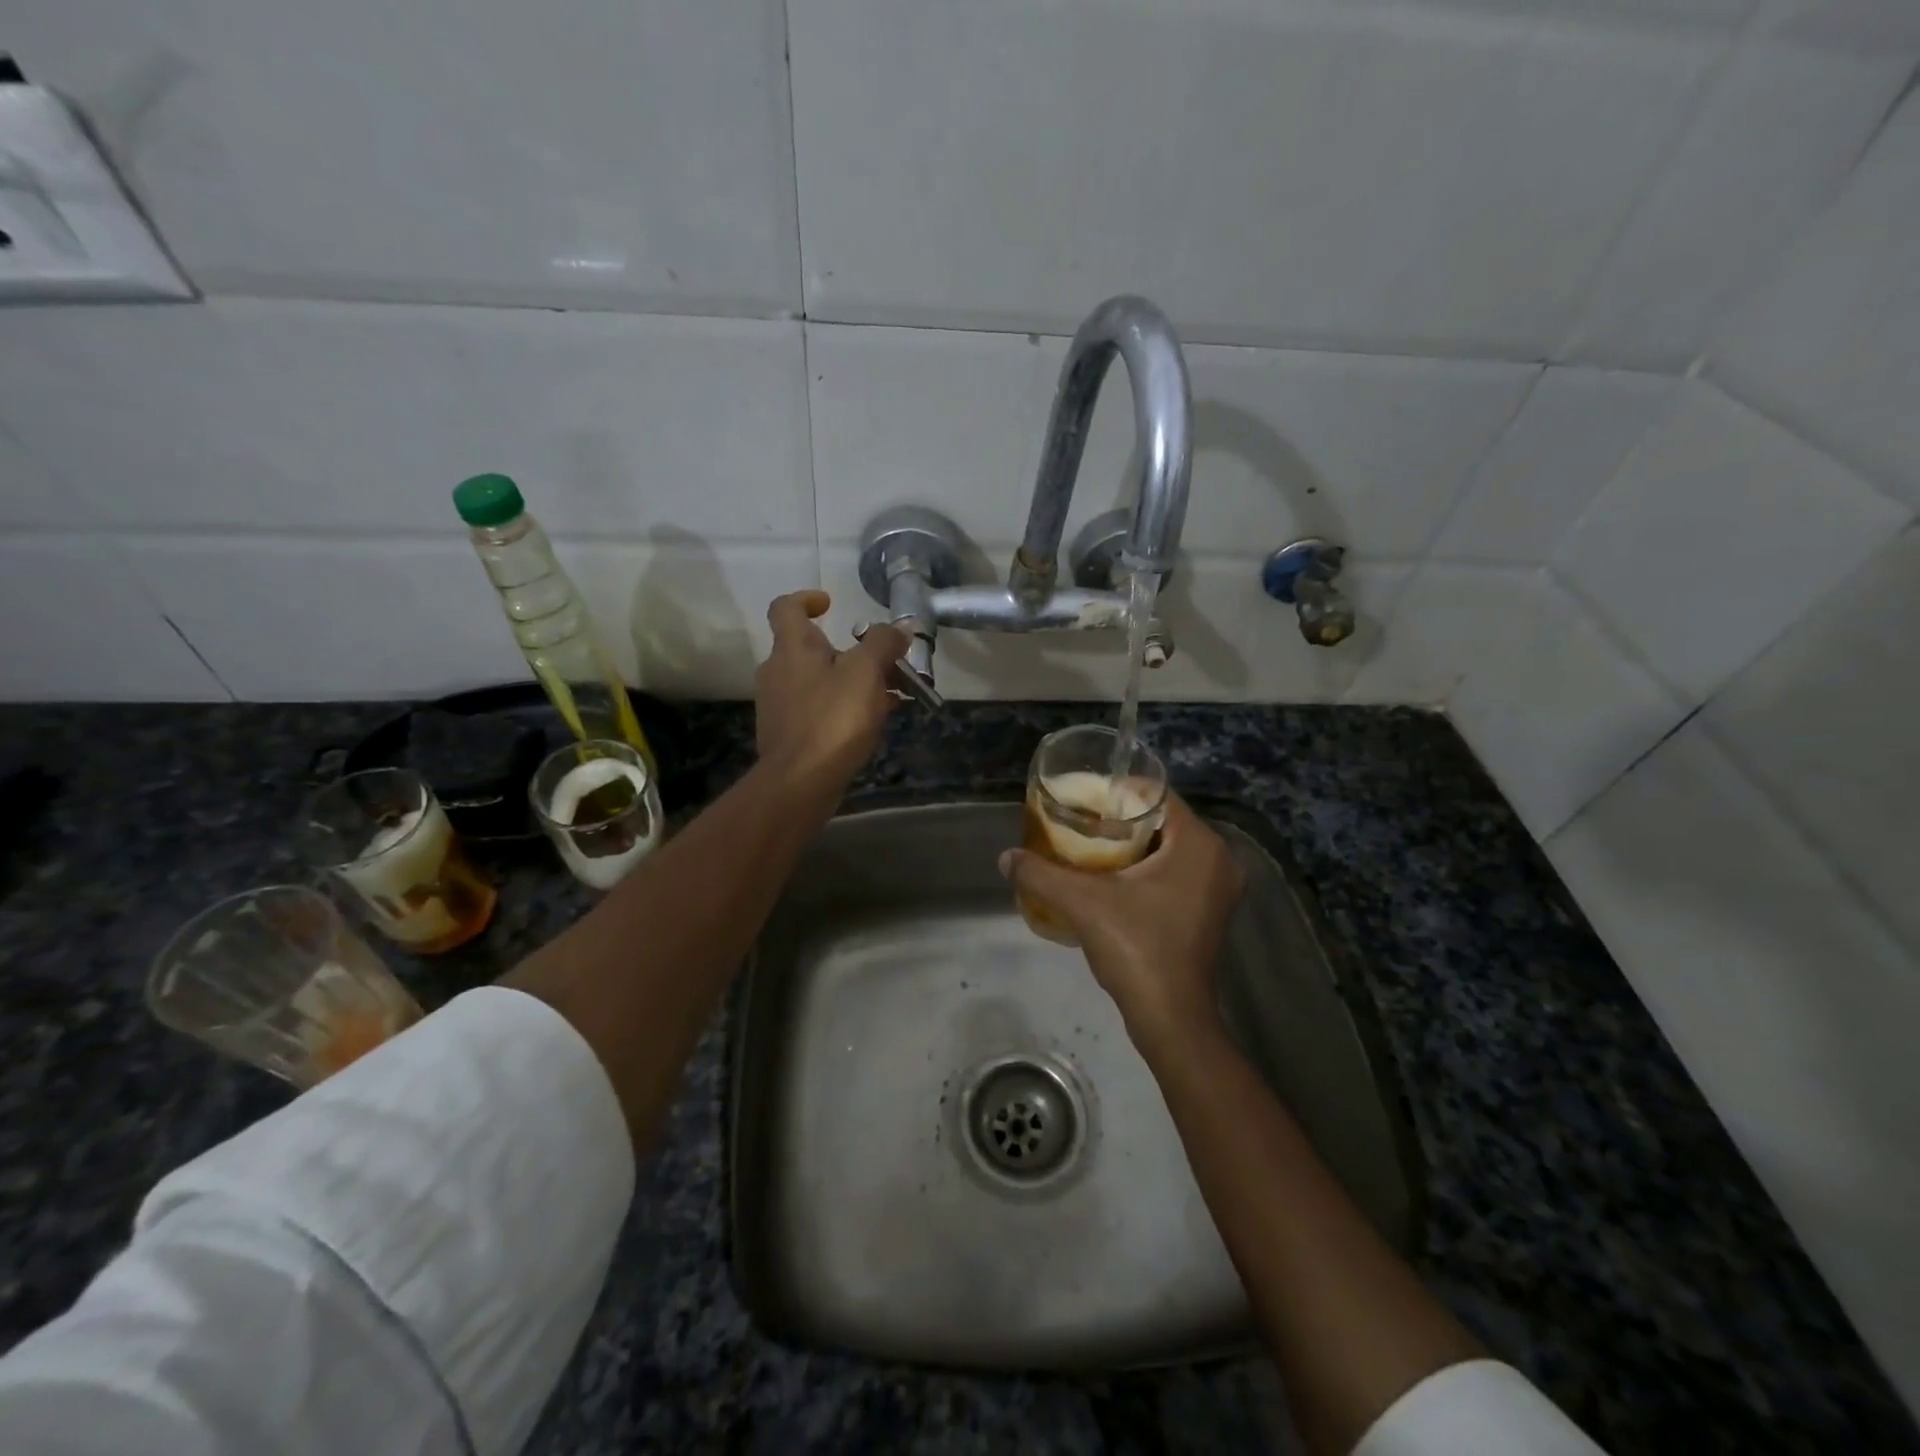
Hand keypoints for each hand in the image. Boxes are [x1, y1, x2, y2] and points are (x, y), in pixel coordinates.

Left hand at [754, 591, 905, 789]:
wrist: (800, 782)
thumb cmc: (833, 718)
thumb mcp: (866, 672)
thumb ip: (883, 644)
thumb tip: (900, 627)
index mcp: (792, 648)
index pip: (786, 608)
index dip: (807, 599)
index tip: (831, 604)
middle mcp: (777, 671)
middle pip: (811, 648)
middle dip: (849, 651)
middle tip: (884, 663)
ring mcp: (779, 705)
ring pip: (819, 681)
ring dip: (851, 682)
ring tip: (889, 696)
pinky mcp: (787, 734)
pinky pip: (818, 709)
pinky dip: (842, 708)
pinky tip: (870, 723)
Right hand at [999, 793, 1244, 1049]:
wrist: (1171, 1018)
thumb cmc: (1136, 948)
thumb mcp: (1082, 903)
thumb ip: (1041, 874)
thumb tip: (1005, 857)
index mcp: (1199, 844)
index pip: (1157, 796)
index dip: (1117, 792)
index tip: (1083, 800)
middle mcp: (1219, 859)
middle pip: (1162, 821)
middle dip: (1121, 820)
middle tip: (1081, 822)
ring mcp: (1219, 888)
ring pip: (1169, 848)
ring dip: (1132, 845)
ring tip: (1089, 846)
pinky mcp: (1211, 911)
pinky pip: (1176, 871)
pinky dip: (1147, 868)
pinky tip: (1112, 878)